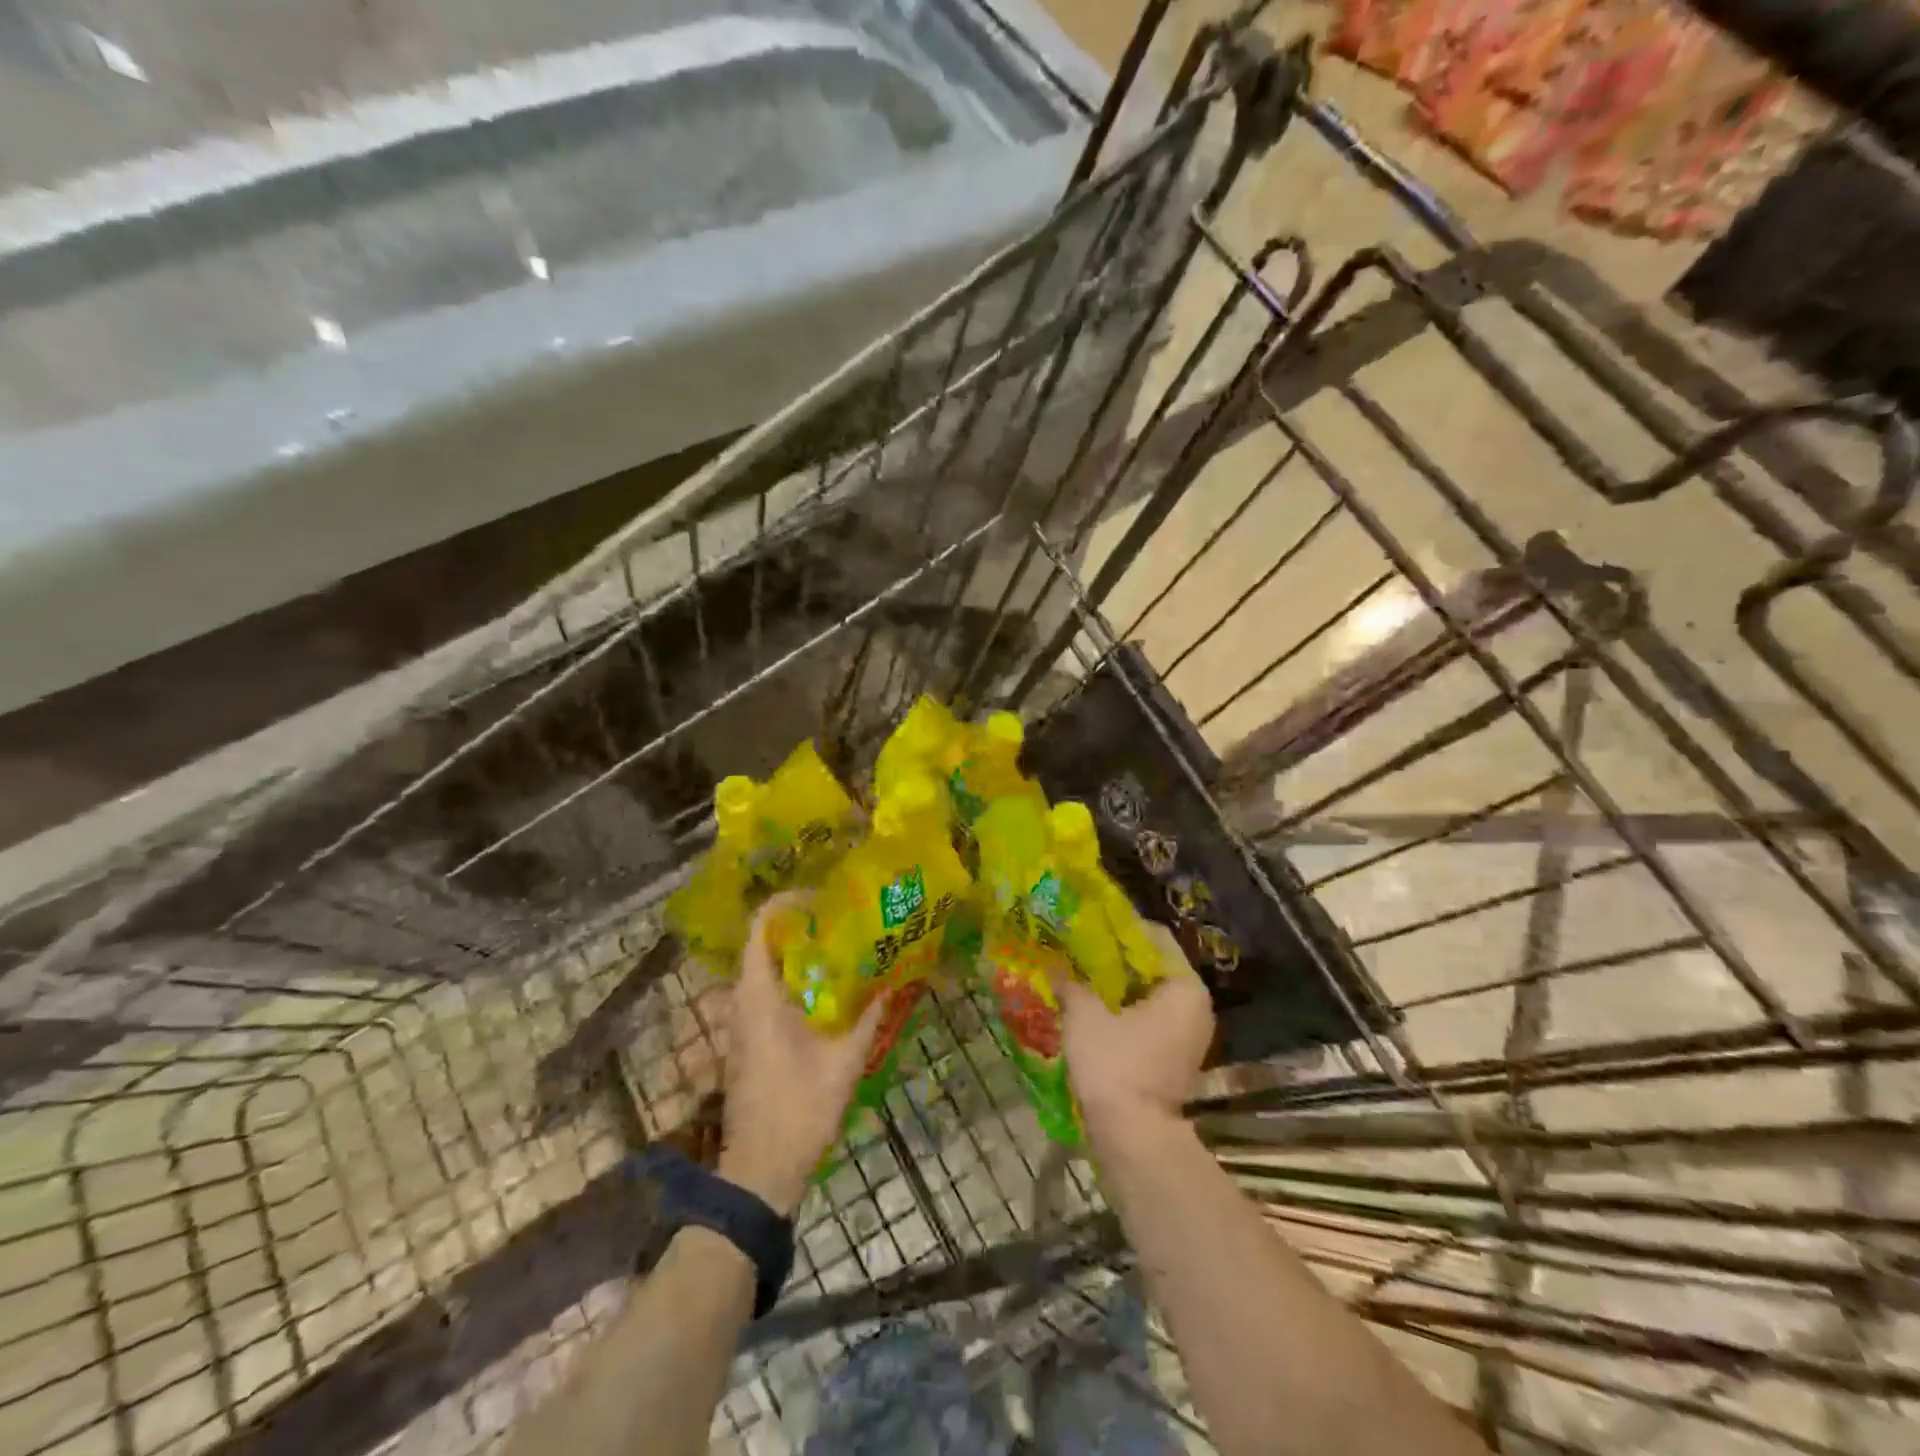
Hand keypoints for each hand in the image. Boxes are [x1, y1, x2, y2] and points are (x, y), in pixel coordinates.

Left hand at [717, 894, 886, 1214]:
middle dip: (806, 923)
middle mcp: (743, 998)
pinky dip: (797, 977)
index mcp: (758, 993)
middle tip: (847, 917)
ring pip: (768, 966)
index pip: (764, 924)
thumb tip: (898, 972)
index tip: (829, 898)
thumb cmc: (799, 1108)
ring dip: (802, 951)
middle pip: (768, 941)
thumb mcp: (845, 1058)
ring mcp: (742, 1020)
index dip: (792, 901)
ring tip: (845, 944)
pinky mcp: (749, 1038)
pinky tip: (831, 988)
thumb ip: (871, 1012)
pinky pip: (769, 990)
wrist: (760, 1170)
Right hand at [1049, 923, 1213, 1136]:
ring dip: (1115, 987)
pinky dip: (1122, 1012)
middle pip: (1151, 967)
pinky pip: (1147, 1020)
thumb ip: (1070, 981)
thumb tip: (1053, 961)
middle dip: (1114, 959)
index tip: (1088, 923)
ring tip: (1078, 975)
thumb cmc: (1115, 1065)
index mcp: (1184, 987)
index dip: (1119, 928)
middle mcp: (1195, 1007)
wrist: (1133, 1138)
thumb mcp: (1084, 1014)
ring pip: (1147, 996)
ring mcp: (1187, 1036)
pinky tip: (1089, 1008)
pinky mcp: (1174, 1058)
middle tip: (1077, 948)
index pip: (1155, 938)